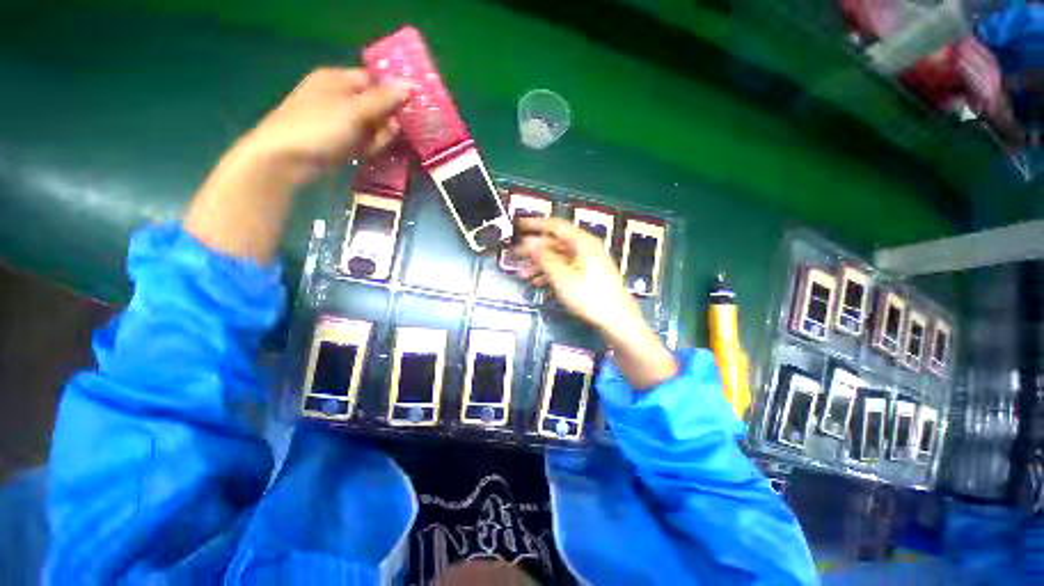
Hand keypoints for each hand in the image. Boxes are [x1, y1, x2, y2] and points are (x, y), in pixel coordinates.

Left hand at [185, 68, 407, 262]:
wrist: (286, 161)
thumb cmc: (318, 127)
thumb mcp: (354, 110)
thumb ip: (384, 100)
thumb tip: (411, 86)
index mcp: (337, 80)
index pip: (374, 81)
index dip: (394, 93)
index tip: (414, 108)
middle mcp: (339, 97)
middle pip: (376, 105)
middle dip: (390, 119)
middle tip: (399, 133)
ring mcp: (339, 122)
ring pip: (373, 126)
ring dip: (382, 136)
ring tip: (379, 145)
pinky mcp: (341, 142)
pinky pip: (364, 141)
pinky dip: (371, 146)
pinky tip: (370, 153)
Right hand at [512, 217, 677, 389]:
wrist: (616, 320)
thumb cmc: (589, 296)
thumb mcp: (562, 277)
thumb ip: (544, 258)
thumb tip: (528, 243)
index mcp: (582, 242)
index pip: (555, 226)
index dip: (535, 224)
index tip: (518, 225)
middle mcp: (585, 248)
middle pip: (556, 242)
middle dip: (535, 250)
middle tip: (516, 255)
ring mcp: (587, 262)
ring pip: (559, 257)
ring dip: (540, 264)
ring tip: (523, 274)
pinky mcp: (587, 275)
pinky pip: (565, 268)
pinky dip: (551, 273)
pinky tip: (537, 283)